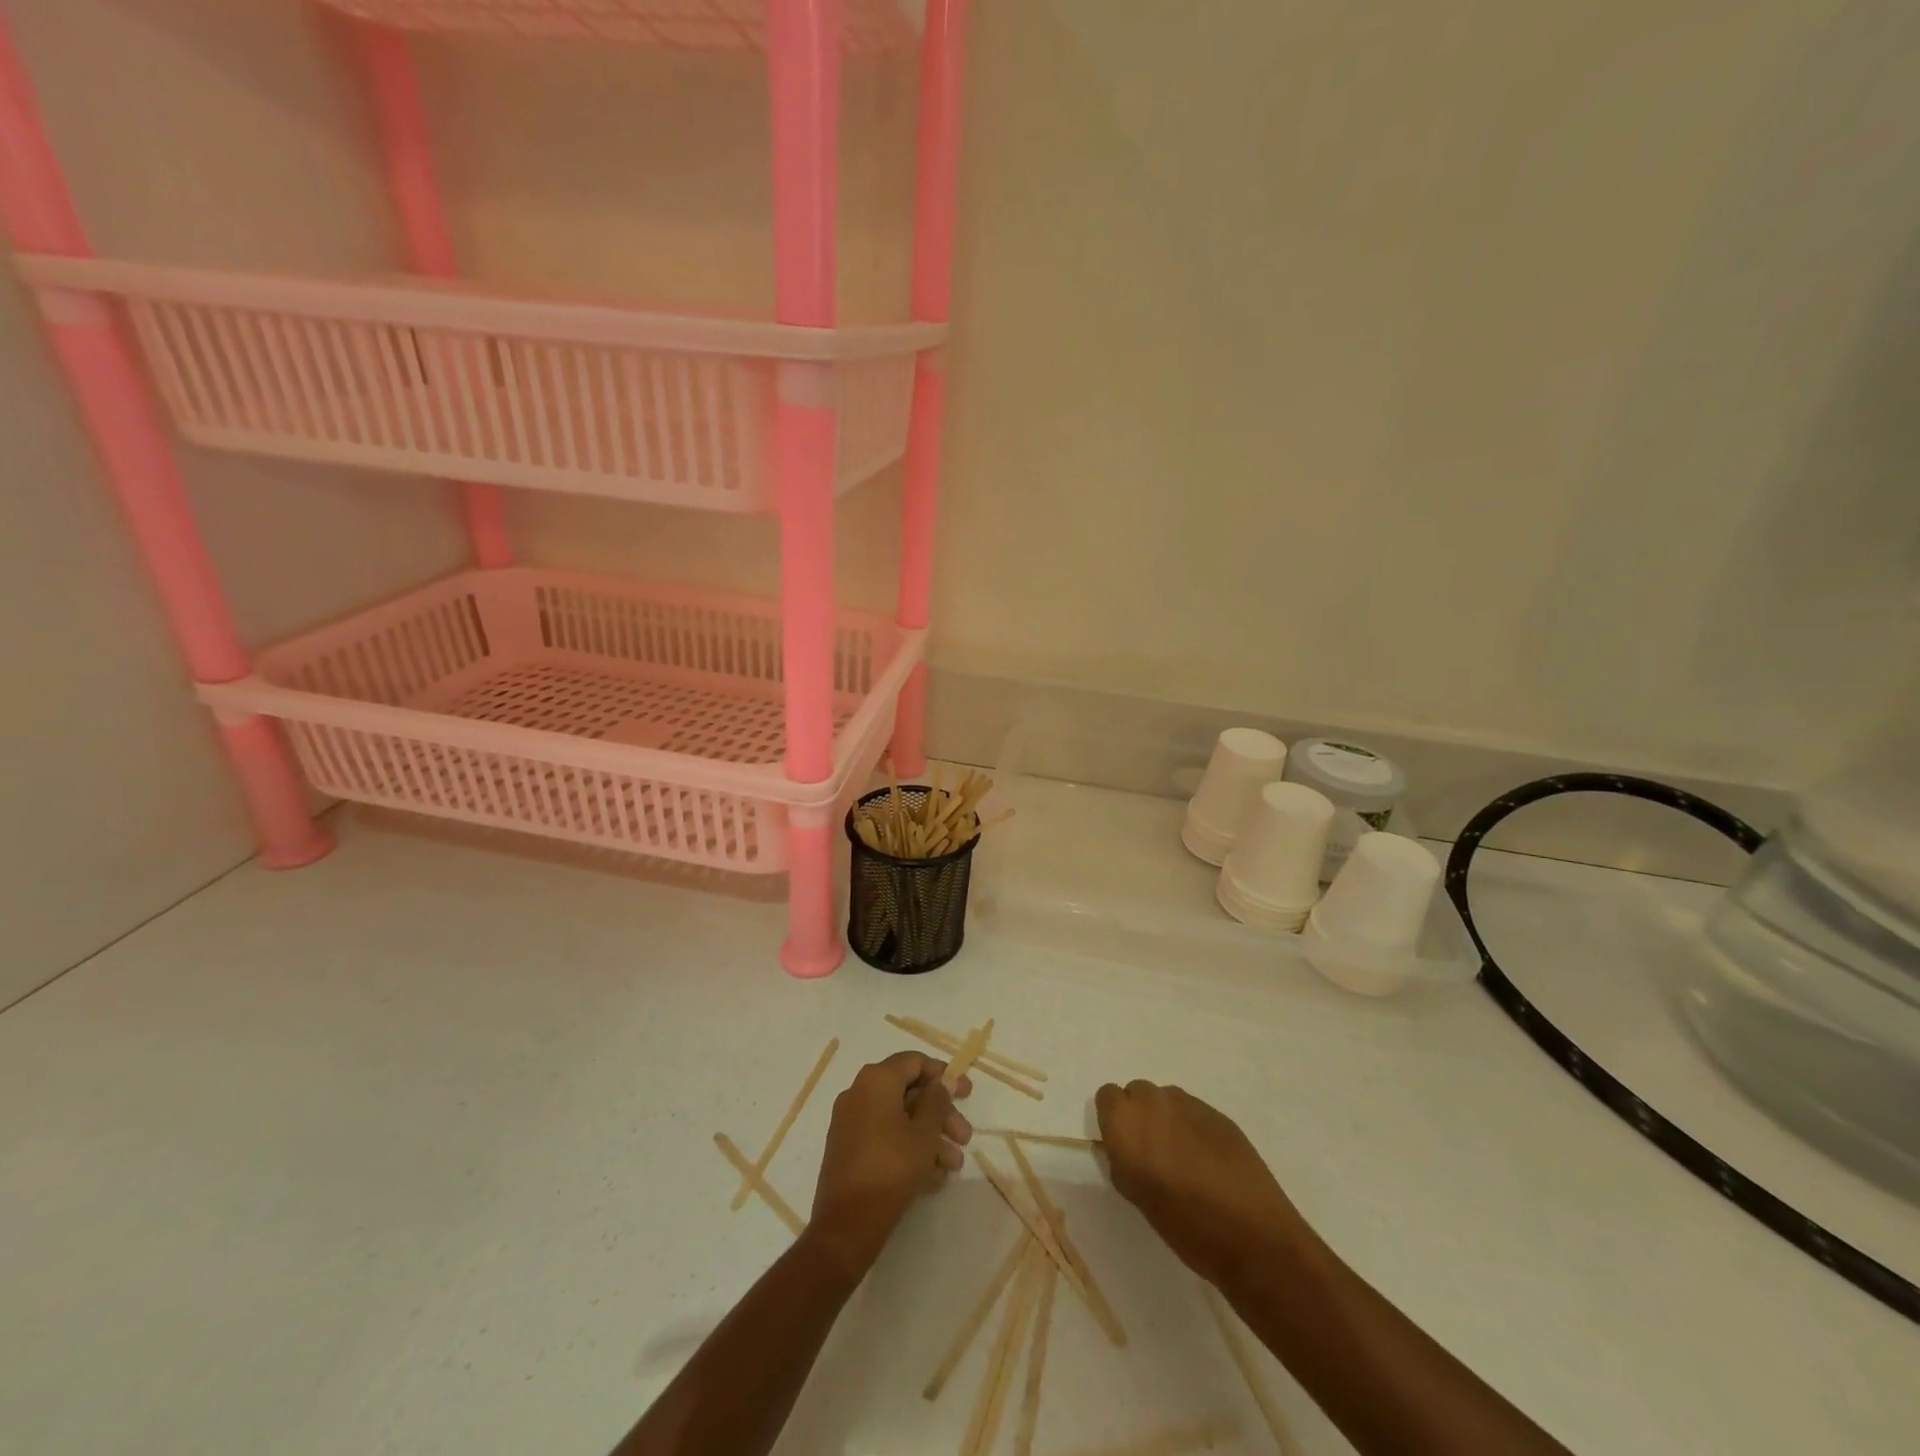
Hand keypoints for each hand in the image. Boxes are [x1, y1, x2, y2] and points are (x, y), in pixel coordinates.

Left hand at [808, 1051, 973, 1276]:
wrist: (846, 1226)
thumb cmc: (891, 1169)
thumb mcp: (924, 1134)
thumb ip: (937, 1101)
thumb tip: (943, 1080)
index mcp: (876, 1080)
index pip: (914, 1062)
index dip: (943, 1075)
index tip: (965, 1093)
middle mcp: (859, 1093)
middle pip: (909, 1092)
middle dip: (941, 1114)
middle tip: (965, 1136)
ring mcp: (851, 1122)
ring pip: (899, 1118)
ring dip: (930, 1137)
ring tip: (954, 1165)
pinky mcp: (849, 1149)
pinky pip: (885, 1137)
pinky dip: (909, 1149)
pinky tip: (933, 1178)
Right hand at [1095, 1080, 1308, 1288]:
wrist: (1251, 1234)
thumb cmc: (1184, 1224)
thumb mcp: (1136, 1195)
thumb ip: (1122, 1160)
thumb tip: (1123, 1147)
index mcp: (1126, 1122)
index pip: (1107, 1096)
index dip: (1114, 1119)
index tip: (1124, 1145)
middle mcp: (1154, 1101)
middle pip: (1137, 1093)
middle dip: (1141, 1116)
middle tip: (1154, 1152)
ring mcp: (1189, 1103)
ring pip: (1167, 1099)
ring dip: (1168, 1119)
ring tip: (1184, 1157)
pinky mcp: (1218, 1113)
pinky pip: (1194, 1111)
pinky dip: (1194, 1128)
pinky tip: (1209, 1161)